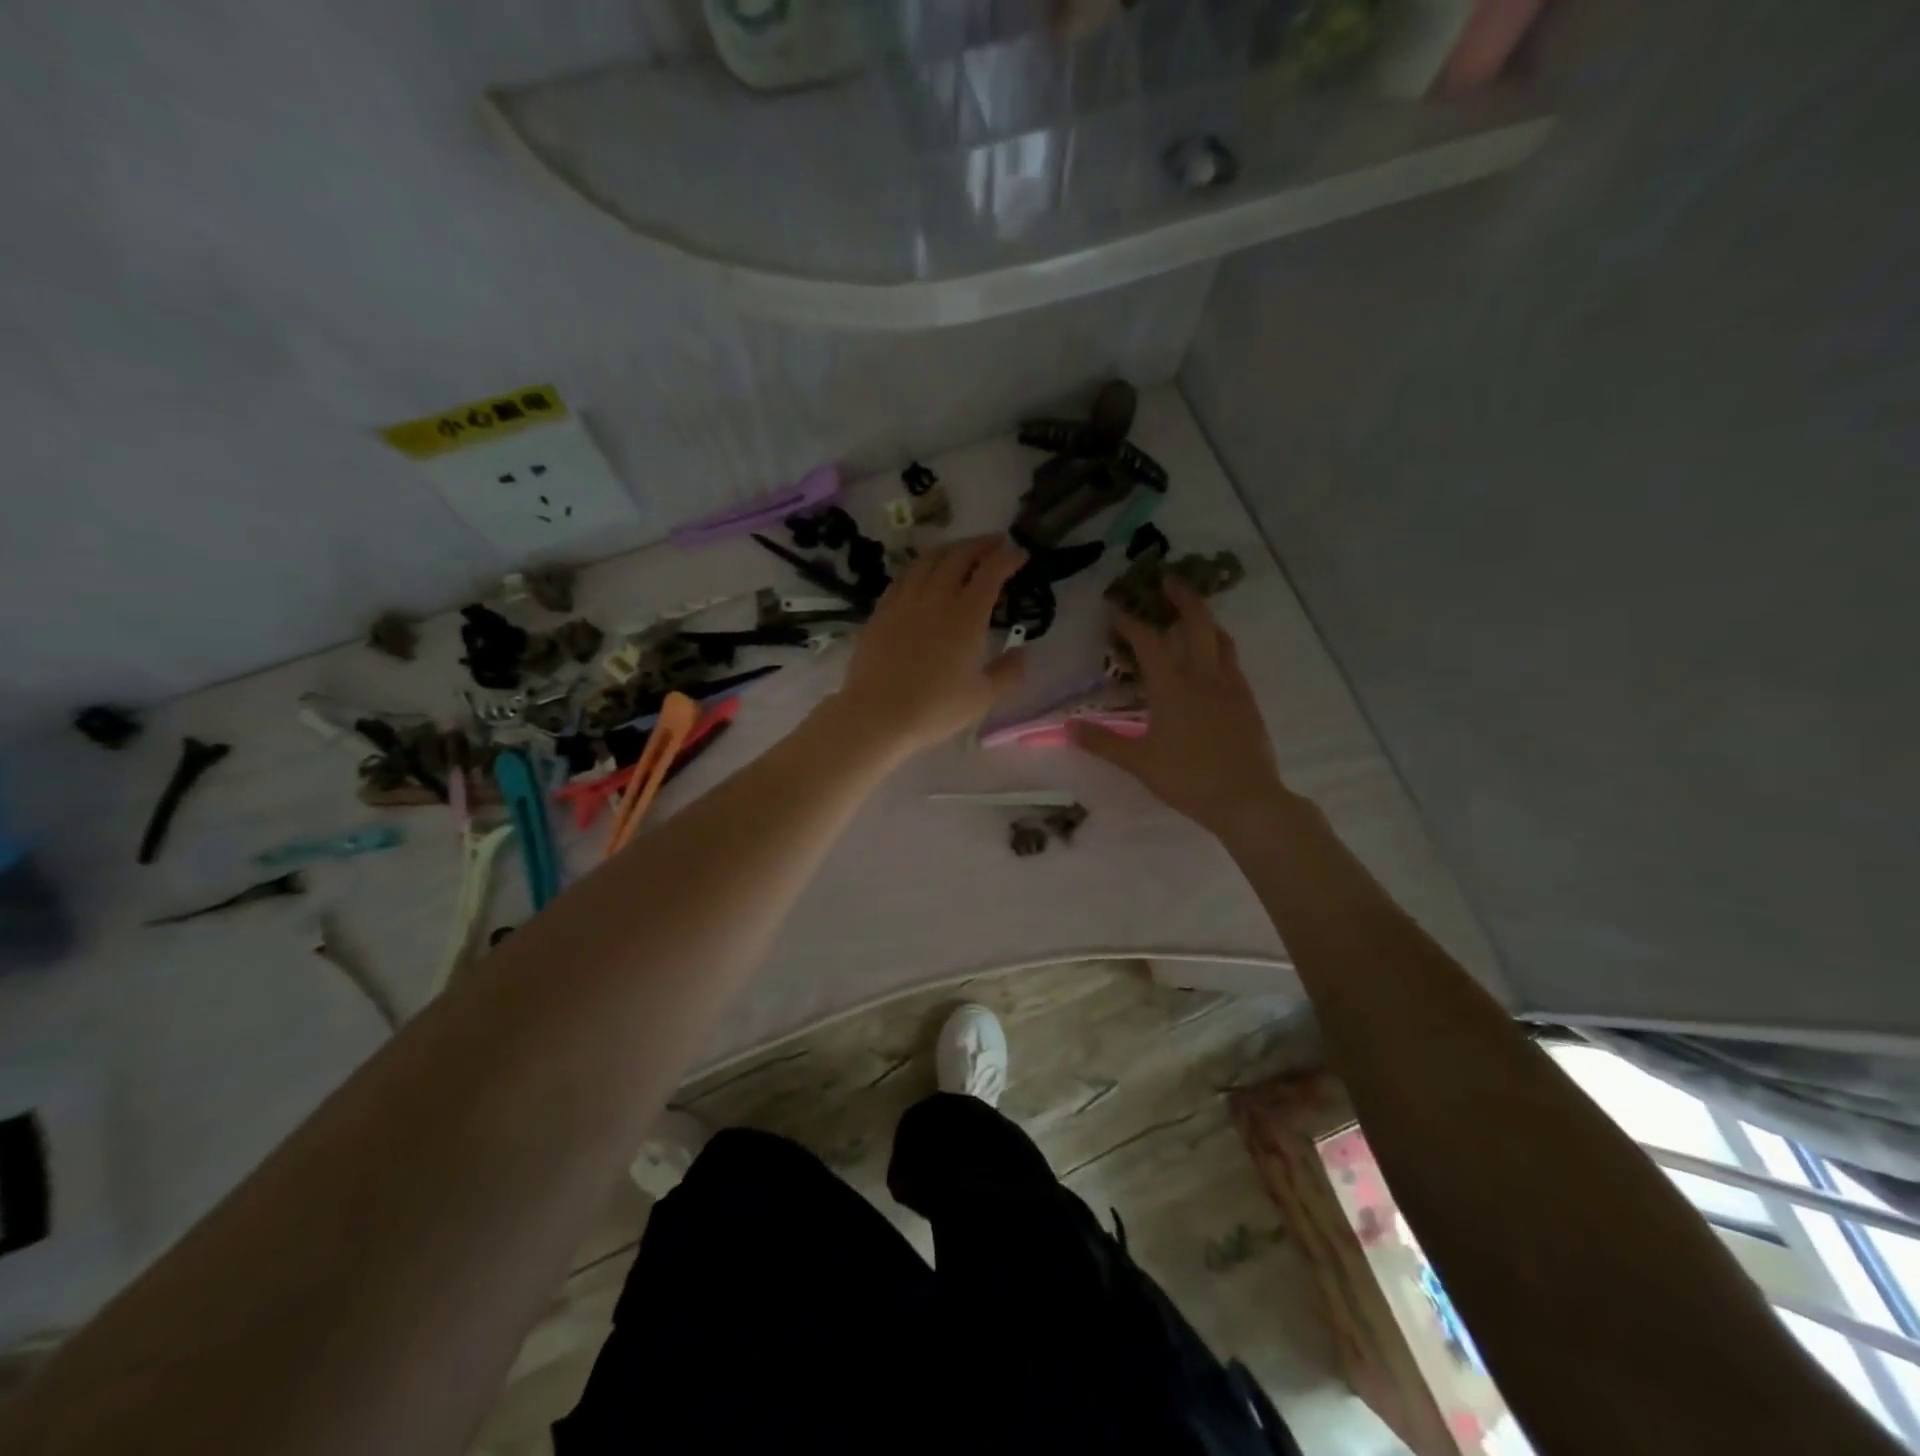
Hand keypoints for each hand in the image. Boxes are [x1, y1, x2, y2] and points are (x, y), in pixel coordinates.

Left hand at [832, 535, 1027, 758]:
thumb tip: (1022, 653)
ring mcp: (904, 601)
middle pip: (959, 556)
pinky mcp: (881, 611)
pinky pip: (903, 576)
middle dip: (981, 544)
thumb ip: (1008, 673)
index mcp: (966, 615)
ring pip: (928, 559)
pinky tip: (922, 572)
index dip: (1008, 558)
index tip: (1020, 554)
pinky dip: (920, 565)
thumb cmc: (935, 709)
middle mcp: (936, 598)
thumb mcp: (983, 698)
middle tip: (996, 543)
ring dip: (950, 548)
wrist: (877, 715)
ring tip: (961, 550)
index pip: (991, 572)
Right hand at [1070, 579, 1289, 837]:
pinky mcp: (1247, 700)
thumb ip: (1103, 742)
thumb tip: (1068, 727)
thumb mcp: (1139, 762)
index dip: (1130, 622)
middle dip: (1182, 597)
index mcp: (1173, 687)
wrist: (1247, 798)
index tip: (1115, 608)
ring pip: (1220, 638)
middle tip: (1168, 580)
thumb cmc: (1188, 779)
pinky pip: (1232, 660)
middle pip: (1197, 622)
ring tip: (1190, 615)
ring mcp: (1230, 685)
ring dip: (1204, 619)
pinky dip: (1218, 646)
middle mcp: (1204, 676)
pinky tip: (1211, 659)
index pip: (1149, 642)